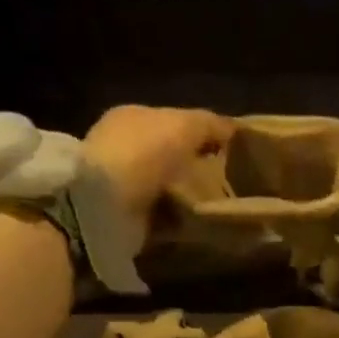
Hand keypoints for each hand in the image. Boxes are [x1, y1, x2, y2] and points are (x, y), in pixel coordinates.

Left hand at [84, 106, 231, 221]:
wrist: (106, 206)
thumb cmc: (143, 154)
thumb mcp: (184, 125)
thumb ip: (210, 123)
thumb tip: (232, 129)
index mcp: (133, 116)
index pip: (174, 121)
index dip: (203, 133)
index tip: (231, 151)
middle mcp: (123, 145)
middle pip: (172, 154)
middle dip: (198, 166)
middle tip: (229, 180)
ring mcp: (122, 182)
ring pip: (169, 184)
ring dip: (190, 193)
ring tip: (219, 203)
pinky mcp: (126, 214)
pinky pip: (164, 212)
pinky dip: (180, 217)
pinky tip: (199, 220)